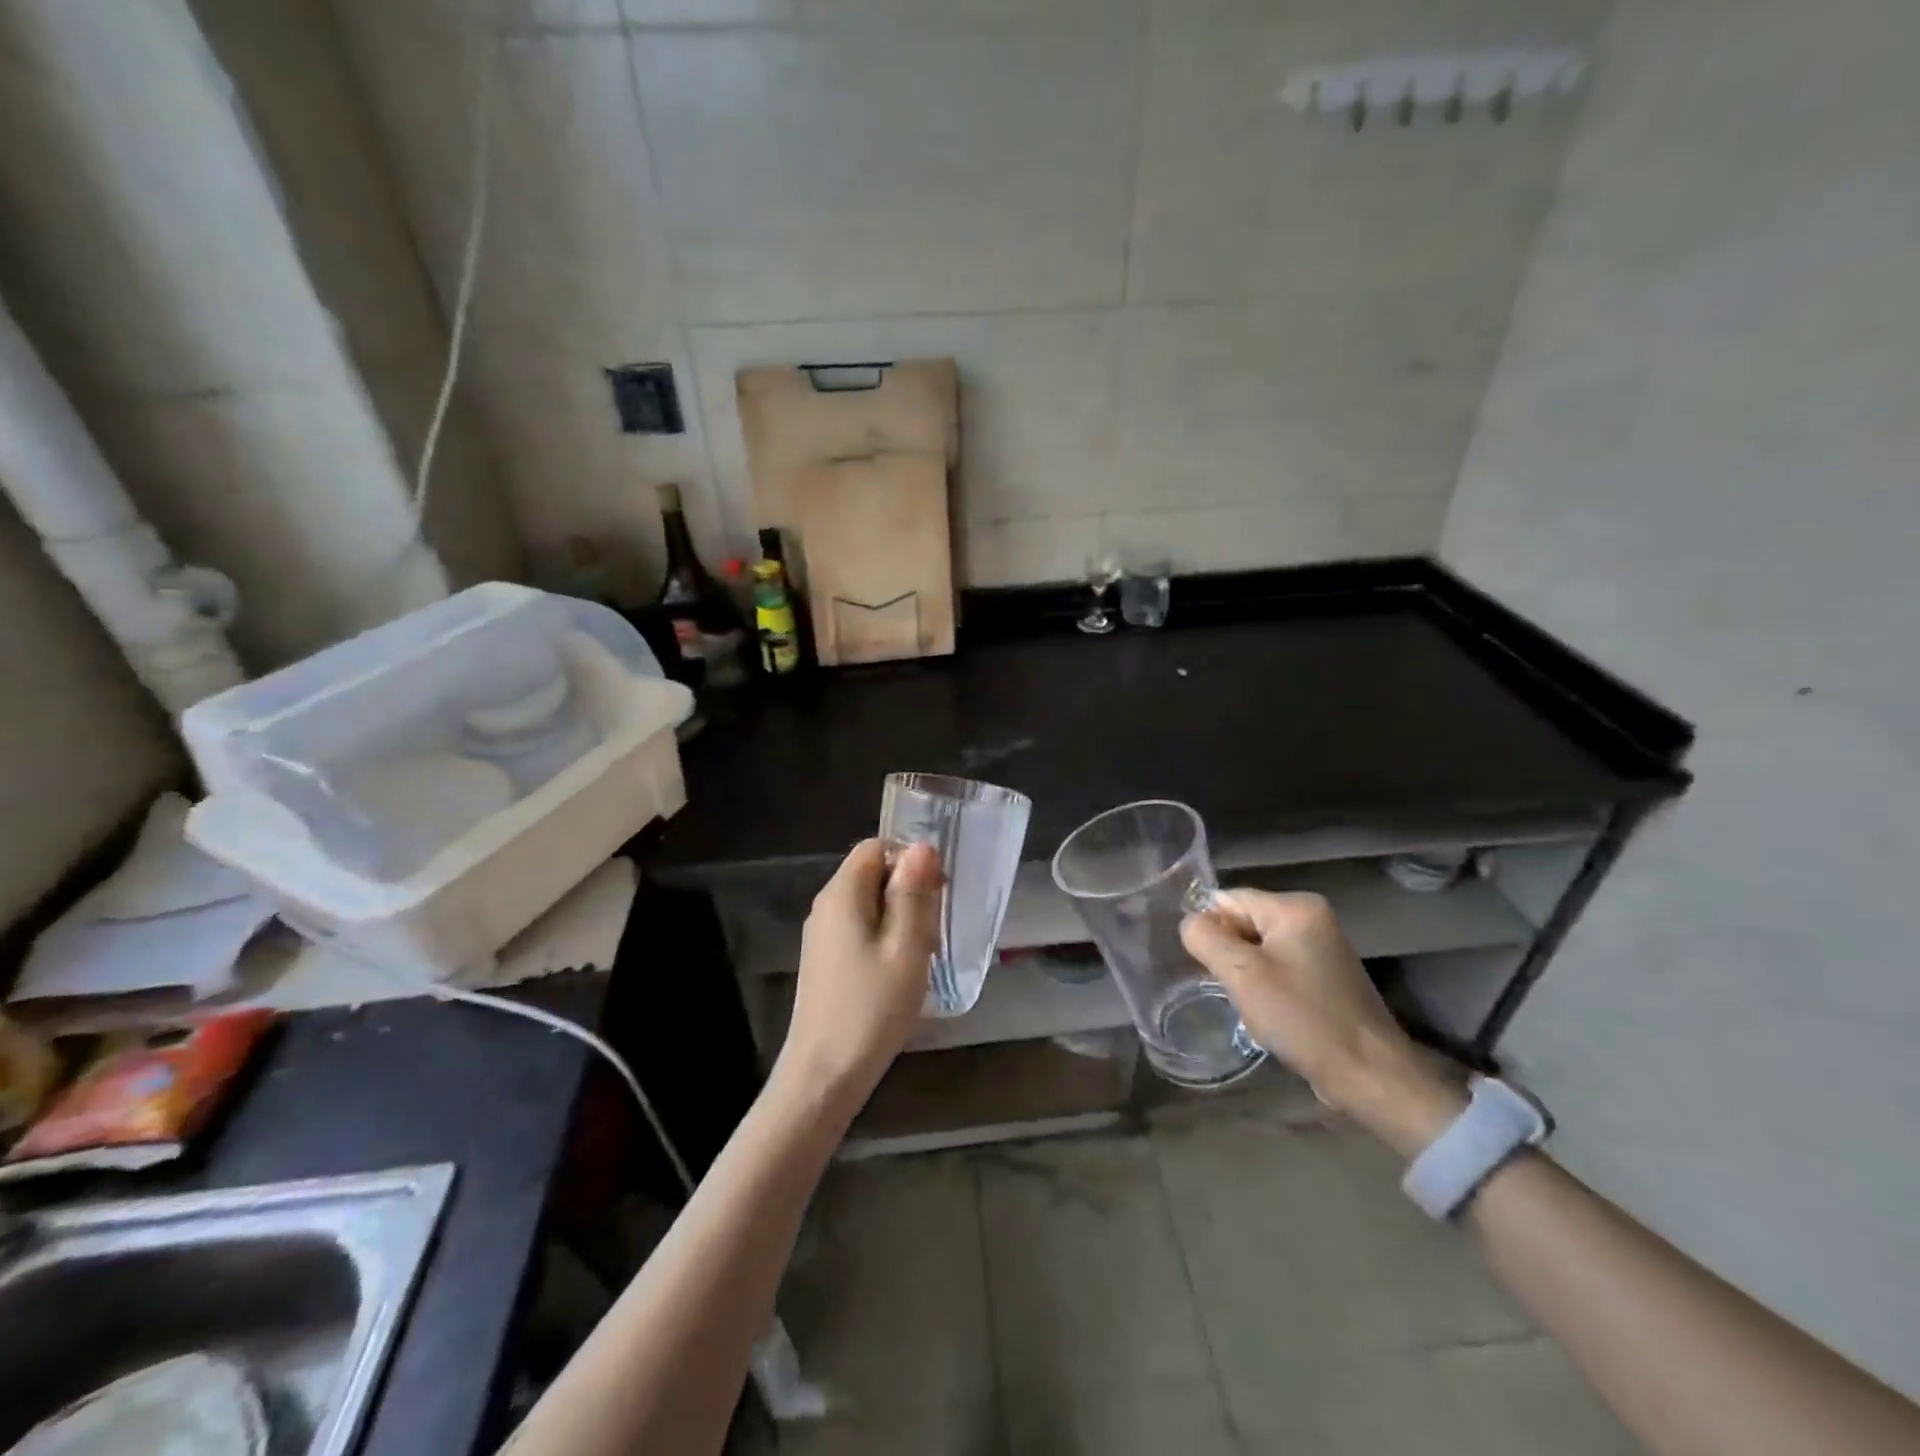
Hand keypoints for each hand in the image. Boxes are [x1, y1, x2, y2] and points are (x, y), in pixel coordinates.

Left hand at [776, 839, 943, 1110]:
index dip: (910, 859)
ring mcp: (822, 934)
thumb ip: (914, 893)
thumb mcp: (906, 947)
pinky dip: (884, 938)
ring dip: (900, 918)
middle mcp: (826, 906)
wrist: (824, 1074)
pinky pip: (859, 928)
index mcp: (842, 894)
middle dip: (908, 891)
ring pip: (869, 903)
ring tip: (920, 954)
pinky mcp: (825, 959)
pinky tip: (899, 972)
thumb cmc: (872, 1008)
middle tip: (932, 930)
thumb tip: (922, 847)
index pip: (875, 847)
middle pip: (872, 874)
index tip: (936, 891)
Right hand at [1181, 890, 1464, 1156]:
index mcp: (1296, 907)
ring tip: (1254, 1005)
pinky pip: (1277, 967)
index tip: (1212, 968)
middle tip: (1234, 990)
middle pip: (1244, 922)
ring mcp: (1322, 947)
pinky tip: (1271, 1014)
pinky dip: (1266, 986)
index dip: (1212, 931)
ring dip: (1246, 975)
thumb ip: (1206, 938)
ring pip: (1257, 948)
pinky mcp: (1325, 976)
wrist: (1370, 1075)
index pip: (1228, 900)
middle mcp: (1312, 917)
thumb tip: (1190, 923)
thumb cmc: (1303, 1018)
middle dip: (1230, 955)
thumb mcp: (1242, 975)